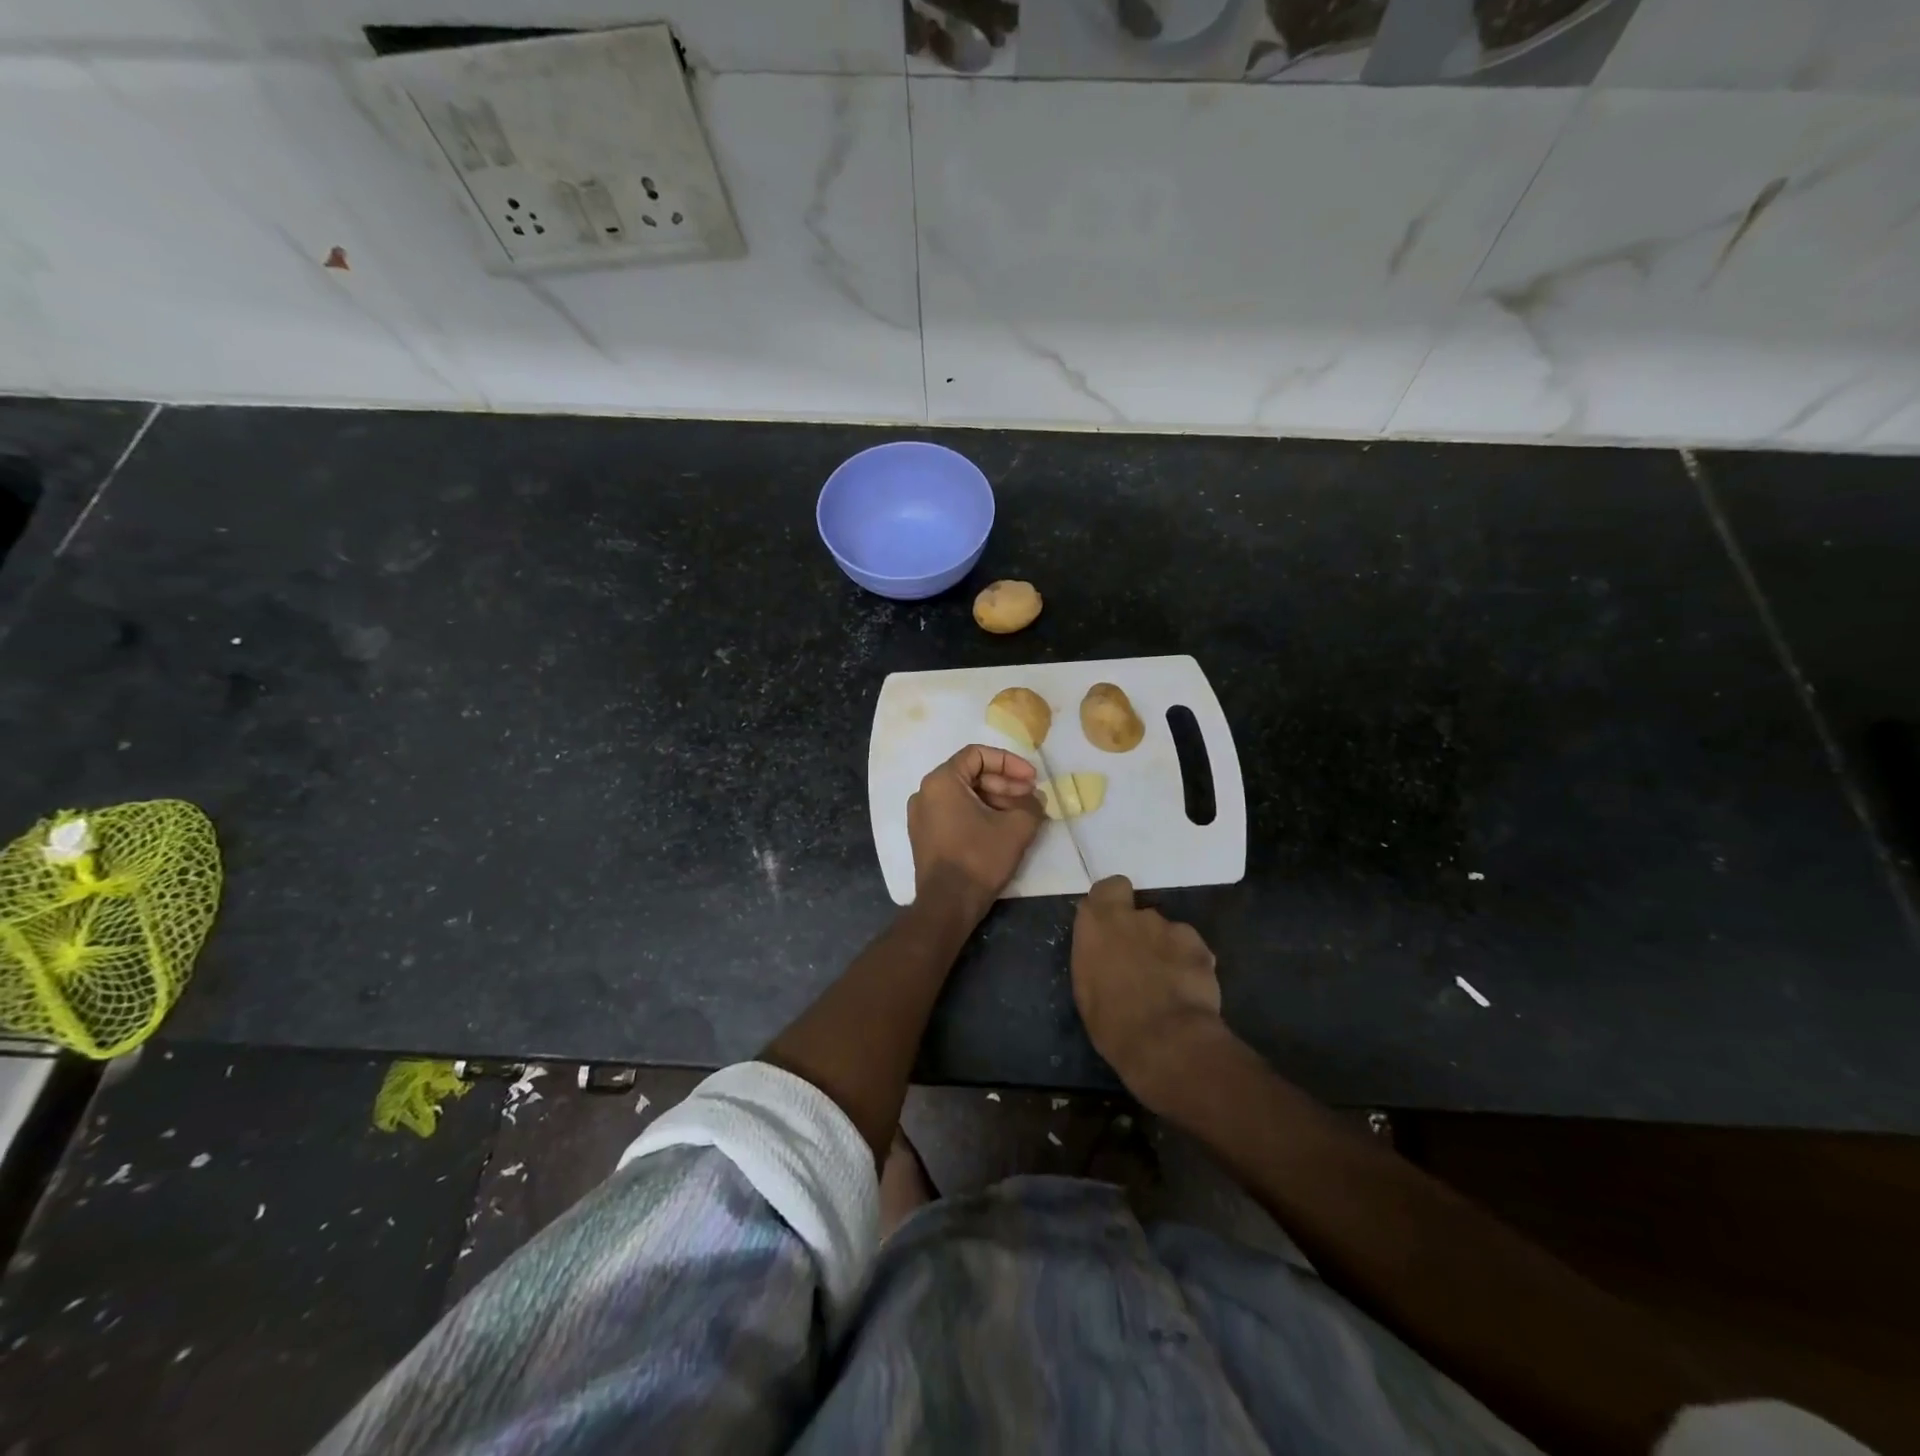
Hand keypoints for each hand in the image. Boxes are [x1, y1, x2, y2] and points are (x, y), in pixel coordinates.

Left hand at [908, 744, 1042, 918]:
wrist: (947, 904)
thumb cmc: (979, 858)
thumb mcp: (1016, 827)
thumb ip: (1031, 804)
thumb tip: (1035, 799)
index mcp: (941, 781)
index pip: (978, 755)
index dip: (1009, 762)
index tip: (1032, 779)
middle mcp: (925, 792)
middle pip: (971, 775)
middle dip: (1005, 784)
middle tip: (1031, 798)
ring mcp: (921, 816)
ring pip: (964, 795)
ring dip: (995, 800)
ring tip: (1022, 815)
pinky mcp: (925, 836)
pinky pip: (954, 813)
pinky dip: (979, 814)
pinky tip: (1002, 828)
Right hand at [1072, 875, 1224, 1103]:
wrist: (1167, 1042)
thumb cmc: (1112, 1022)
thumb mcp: (1086, 988)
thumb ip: (1096, 955)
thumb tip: (1105, 950)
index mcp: (1098, 923)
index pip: (1108, 888)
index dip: (1113, 902)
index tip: (1113, 924)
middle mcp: (1134, 916)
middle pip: (1139, 913)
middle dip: (1140, 932)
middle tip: (1141, 964)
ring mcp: (1170, 928)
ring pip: (1167, 932)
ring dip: (1166, 950)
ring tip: (1168, 985)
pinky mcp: (1200, 946)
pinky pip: (1191, 949)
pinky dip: (1189, 964)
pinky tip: (1188, 991)